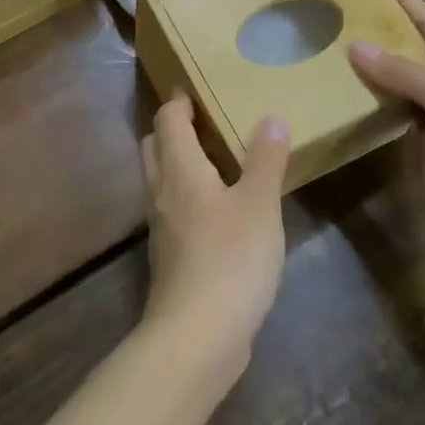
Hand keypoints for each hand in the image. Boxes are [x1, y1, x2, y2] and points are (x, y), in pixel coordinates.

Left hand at [139, 97, 288, 375]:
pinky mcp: (168, 255)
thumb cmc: (230, 259)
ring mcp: (160, 226)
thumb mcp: (259, 205)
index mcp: (179, 169)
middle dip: (173, 128)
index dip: (179, 101)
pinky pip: (170, 208)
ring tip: (216, 161)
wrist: (197, 335)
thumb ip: (265, 160)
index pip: (167, 120)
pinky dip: (185, 194)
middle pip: (154, 145)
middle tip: (206, 122)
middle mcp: (161, 191)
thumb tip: (271, 119)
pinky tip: (217, 210)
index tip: (196, 89)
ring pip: (160, 178)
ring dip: (178, 161)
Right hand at [349, 0, 424, 271]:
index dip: (404, 1)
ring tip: (331, 51)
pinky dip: (371, 103)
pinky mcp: (423, 145)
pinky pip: (393, 114)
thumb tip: (356, 46)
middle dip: (382, 32)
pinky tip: (344, 96)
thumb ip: (403, 71)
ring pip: (400, 83)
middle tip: (339, 17)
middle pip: (413, 49)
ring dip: (372, 68)